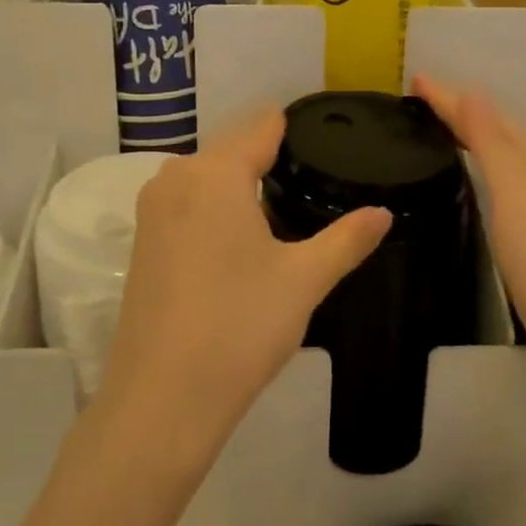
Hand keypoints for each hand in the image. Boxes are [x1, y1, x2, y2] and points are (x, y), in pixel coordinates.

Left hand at [96, 110, 391, 462]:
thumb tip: (383, 213)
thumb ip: (347, 239)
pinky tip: (240, 237)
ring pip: (207, 177)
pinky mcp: (142, 242)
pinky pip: (187, 203)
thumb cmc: (239, 327)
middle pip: (232, 148)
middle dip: (268, 156)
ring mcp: (152, 210)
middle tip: (313, 175)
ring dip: (240, 182)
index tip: (324, 132)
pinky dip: (214, 207)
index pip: (261, 127)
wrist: (162, 399)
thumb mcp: (304, 280)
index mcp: (216, 173)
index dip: (293, 126)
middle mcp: (176, 178)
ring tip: (283, 203)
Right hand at [411, 75, 525, 376]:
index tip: (415, 80)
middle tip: (422, 101)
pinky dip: (482, 168)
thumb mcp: (517, 196)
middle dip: (461, 110)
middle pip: (497, 129)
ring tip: (442, 130)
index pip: (484, 117)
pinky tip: (475, 183)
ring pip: (503, 155)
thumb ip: (493, 144)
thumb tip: (472, 90)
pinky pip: (502, 183)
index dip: (450, 98)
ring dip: (473, 135)